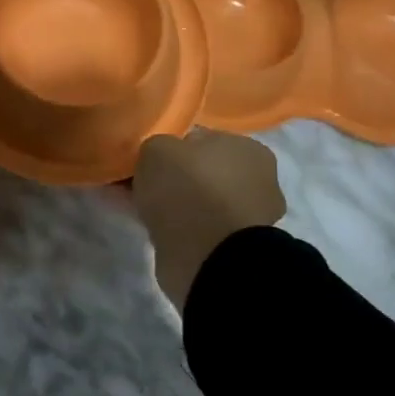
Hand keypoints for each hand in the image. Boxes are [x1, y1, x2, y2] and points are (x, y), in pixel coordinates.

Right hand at [132, 130, 285, 309]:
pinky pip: (195, 228)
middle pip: (201, 172)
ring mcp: (247, 218)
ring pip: (197, 202)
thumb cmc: (189, 187)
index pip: (203, 139)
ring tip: (137, 207)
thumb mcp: (158, 148)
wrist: (208, 256)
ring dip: (172, 204)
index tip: (148, 159)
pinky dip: (174, 227)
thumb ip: (158, 147)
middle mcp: (257, 182)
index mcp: (249, 149)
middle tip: (139, 183)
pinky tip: (147, 227)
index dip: (173, 148)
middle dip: (172, 177)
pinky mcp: (233, 249)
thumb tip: (160, 159)